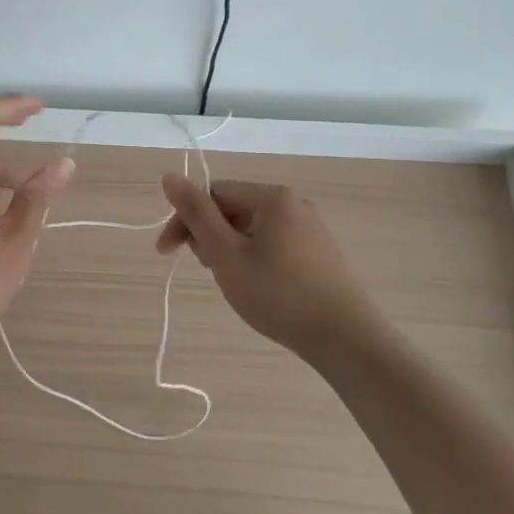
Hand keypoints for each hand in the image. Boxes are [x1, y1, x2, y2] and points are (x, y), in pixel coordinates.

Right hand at [157, 177, 385, 357]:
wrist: (345, 338)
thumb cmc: (278, 294)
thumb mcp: (226, 254)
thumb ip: (196, 214)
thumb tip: (169, 175)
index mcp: (271, 197)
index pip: (212, 194)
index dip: (185, 221)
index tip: (167, 254)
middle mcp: (293, 204)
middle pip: (232, 210)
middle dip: (210, 238)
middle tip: (211, 272)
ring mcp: (310, 229)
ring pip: (251, 231)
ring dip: (230, 252)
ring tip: (235, 285)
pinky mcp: (319, 254)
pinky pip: (273, 246)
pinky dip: (254, 262)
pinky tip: (260, 290)